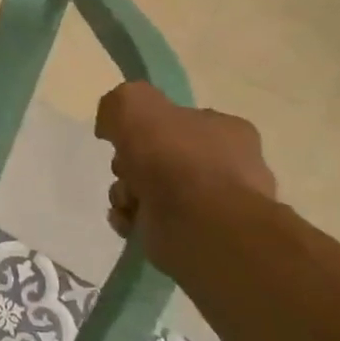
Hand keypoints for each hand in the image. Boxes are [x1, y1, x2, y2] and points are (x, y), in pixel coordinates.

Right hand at [94, 81, 277, 271]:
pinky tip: (128, 220)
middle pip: (159, 157)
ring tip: (127, 201)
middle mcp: (227, 166)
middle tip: (125, 170)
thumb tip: (112, 127)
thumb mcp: (134, 104)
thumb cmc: (174, 157)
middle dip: (130, 164)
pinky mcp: (197, 236)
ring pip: (151, 190)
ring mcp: (214, 205)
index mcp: (226, 131)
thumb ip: (118, 103)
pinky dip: (132, 219)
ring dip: (126, 193)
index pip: (179, 122)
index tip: (126, 137)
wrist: (199, 223)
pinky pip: (152, 222)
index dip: (145, 127)